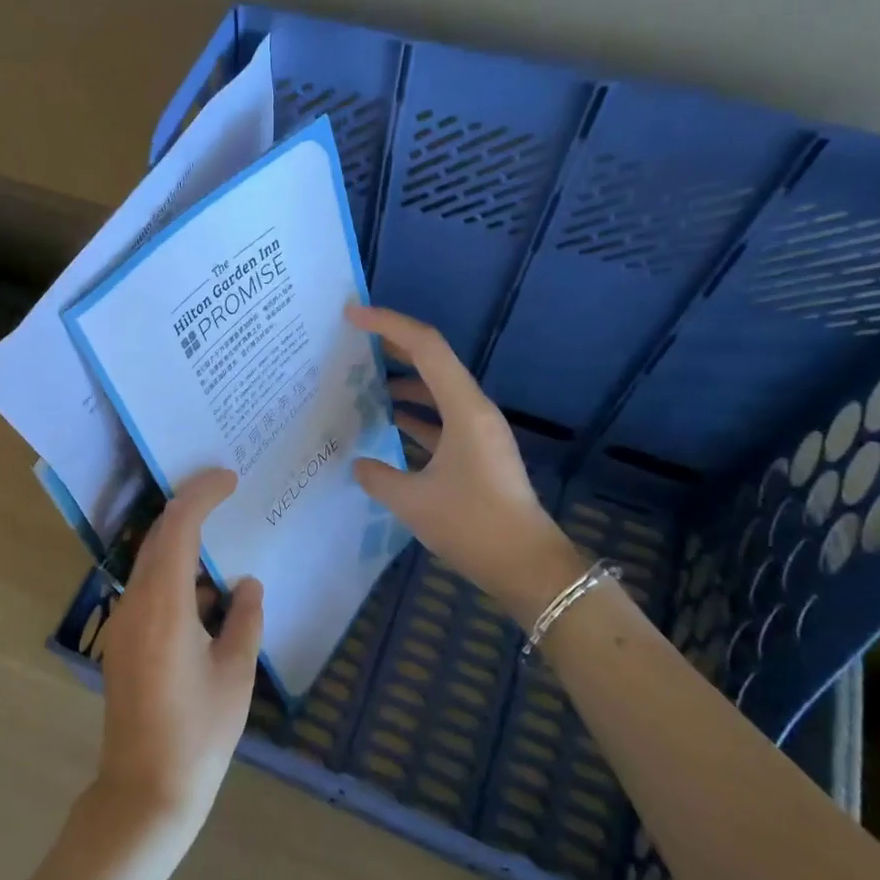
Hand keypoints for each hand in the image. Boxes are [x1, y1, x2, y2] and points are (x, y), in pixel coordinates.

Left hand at [90, 467, 263, 861]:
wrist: (145, 791)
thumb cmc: (199, 734)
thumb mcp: (236, 674)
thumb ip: (245, 620)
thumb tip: (248, 585)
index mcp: (164, 606)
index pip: (177, 528)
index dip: (201, 494)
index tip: (229, 478)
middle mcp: (134, 605)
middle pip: (157, 539)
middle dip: (190, 510)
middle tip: (226, 495)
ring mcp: (122, 624)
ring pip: (150, 565)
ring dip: (183, 547)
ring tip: (224, 546)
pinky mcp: (122, 642)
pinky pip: (148, 592)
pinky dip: (177, 579)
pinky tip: (209, 597)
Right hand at [346, 304, 579, 624]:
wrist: (526, 565)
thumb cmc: (472, 525)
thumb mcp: (413, 502)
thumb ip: (378, 476)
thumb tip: (359, 464)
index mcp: (465, 409)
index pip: (426, 347)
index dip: (388, 324)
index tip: (353, 315)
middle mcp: (474, 410)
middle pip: (432, 361)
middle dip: (394, 346)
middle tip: (353, 341)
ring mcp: (478, 431)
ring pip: (436, 391)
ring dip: (403, 383)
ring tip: (362, 384)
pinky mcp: (478, 452)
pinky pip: (441, 419)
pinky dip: (415, 416)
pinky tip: (387, 425)